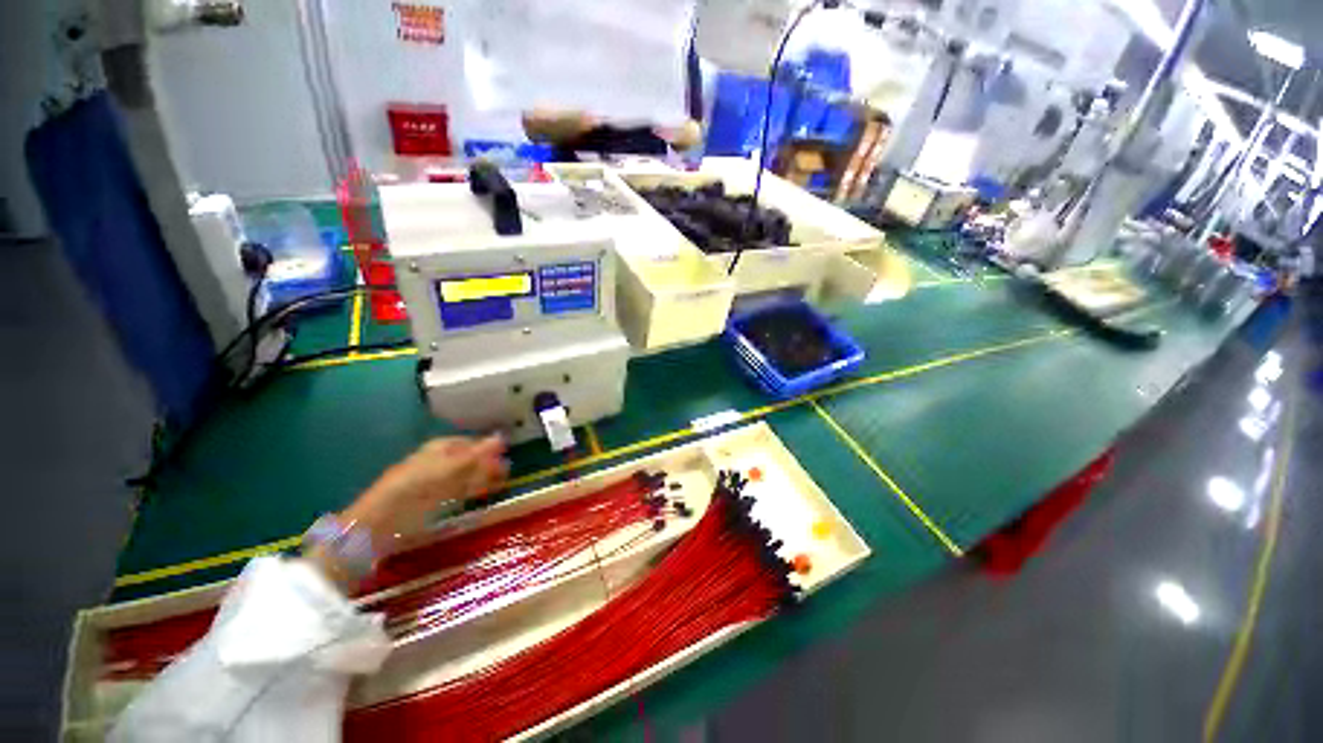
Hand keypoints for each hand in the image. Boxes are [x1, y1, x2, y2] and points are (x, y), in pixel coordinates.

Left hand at [341, 436, 507, 552]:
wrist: (379, 525)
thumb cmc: (415, 488)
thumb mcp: (449, 467)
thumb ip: (477, 454)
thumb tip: (502, 436)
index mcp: (439, 449)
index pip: (469, 444)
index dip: (487, 448)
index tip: (506, 454)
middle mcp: (437, 462)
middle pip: (467, 460)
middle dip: (486, 465)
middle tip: (507, 473)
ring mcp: (433, 484)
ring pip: (464, 477)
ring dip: (482, 479)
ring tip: (500, 485)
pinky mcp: (430, 504)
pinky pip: (457, 493)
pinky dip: (471, 492)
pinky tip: (480, 496)